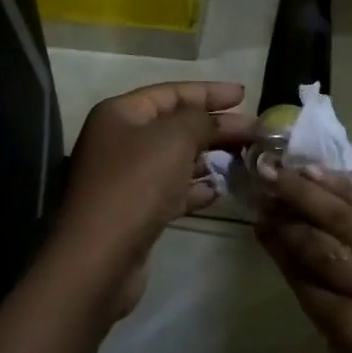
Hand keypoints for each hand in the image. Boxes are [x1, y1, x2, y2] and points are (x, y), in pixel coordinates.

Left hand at [51, 81, 255, 320]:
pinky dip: (195, 188)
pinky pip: (171, 190)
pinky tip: (220, 191)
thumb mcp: (175, 139)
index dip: (209, 92)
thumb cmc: (136, 184)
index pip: (171, 92)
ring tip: (243, 159)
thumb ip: (202, 120)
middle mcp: (119, 141)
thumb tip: (220, 120)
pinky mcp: (134, 211)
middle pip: (175, 125)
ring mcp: (125, 178)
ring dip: (208, 158)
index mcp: (120, 114)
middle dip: (215, 127)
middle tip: (253, 131)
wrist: (99, 260)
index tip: (244, 95)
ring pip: (175, 159)